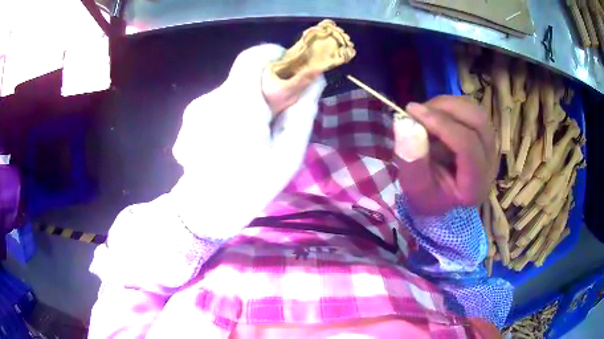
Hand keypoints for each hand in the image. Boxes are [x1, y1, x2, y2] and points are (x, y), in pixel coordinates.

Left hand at [171, 44, 325, 237]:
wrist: (205, 211)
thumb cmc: (251, 186)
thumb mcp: (289, 152)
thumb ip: (303, 110)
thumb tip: (315, 78)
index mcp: (238, 104)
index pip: (253, 56)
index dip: (273, 55)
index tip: (288, 72)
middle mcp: (211, 99)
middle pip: (243, 76)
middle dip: (263, 87)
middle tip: (275, 116)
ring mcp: (195, 109)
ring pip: (230, 91)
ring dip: (246, 103)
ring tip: (251, 136)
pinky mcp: (188, 119)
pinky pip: (216, 105)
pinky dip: (229, 114)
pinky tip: (229, 141)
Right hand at [394, 96, 496, 214]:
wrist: (439, 196)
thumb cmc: (427, 196)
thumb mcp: (414, 187)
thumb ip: (412, 159)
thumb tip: (405, 123)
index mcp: (475, 184)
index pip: (467, 145)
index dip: (441, 124)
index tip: (412, 112)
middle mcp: (490, 164)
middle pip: (477, 121)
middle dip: (446, 108)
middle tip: (419, 110)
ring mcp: (490, 147)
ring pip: (475, 111)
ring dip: (447, 105)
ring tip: (425, 115)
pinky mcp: (485, 136)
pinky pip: (472, 110)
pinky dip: (451, 107)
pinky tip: (436, 117)